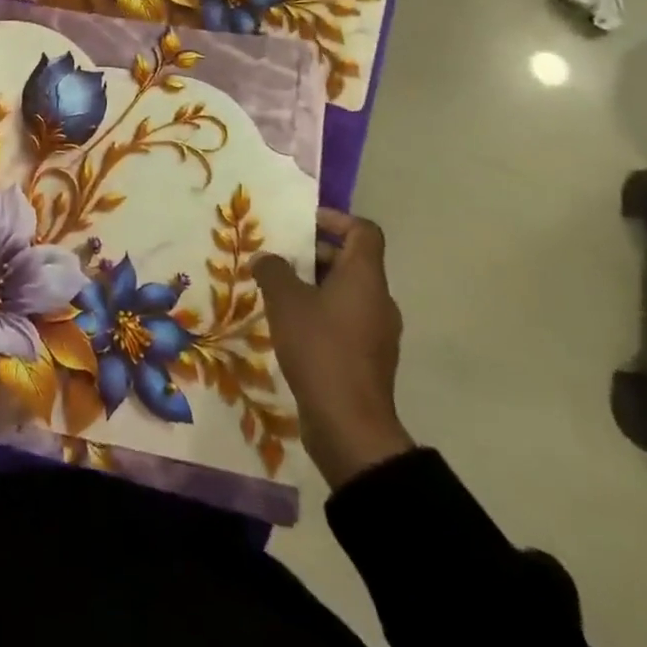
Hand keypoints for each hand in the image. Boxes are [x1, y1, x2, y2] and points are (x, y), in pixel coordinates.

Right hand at [254, 209, 413, 490]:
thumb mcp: (285, 301)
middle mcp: (378, 300)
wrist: (349, 426)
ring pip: (347, 293)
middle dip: (315, 254)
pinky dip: (321, 315)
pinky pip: (345, 321)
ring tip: (278, 292)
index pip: (364, 231)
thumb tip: (268, 259)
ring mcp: (377, 333)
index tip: (302, 224)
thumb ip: (273, 271)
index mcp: (365, 278)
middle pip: (352, 261)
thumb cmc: (320, 349)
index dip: (335, 219)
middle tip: (279, 258)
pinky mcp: (368, 360)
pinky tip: (290, 328)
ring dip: (315, 286)